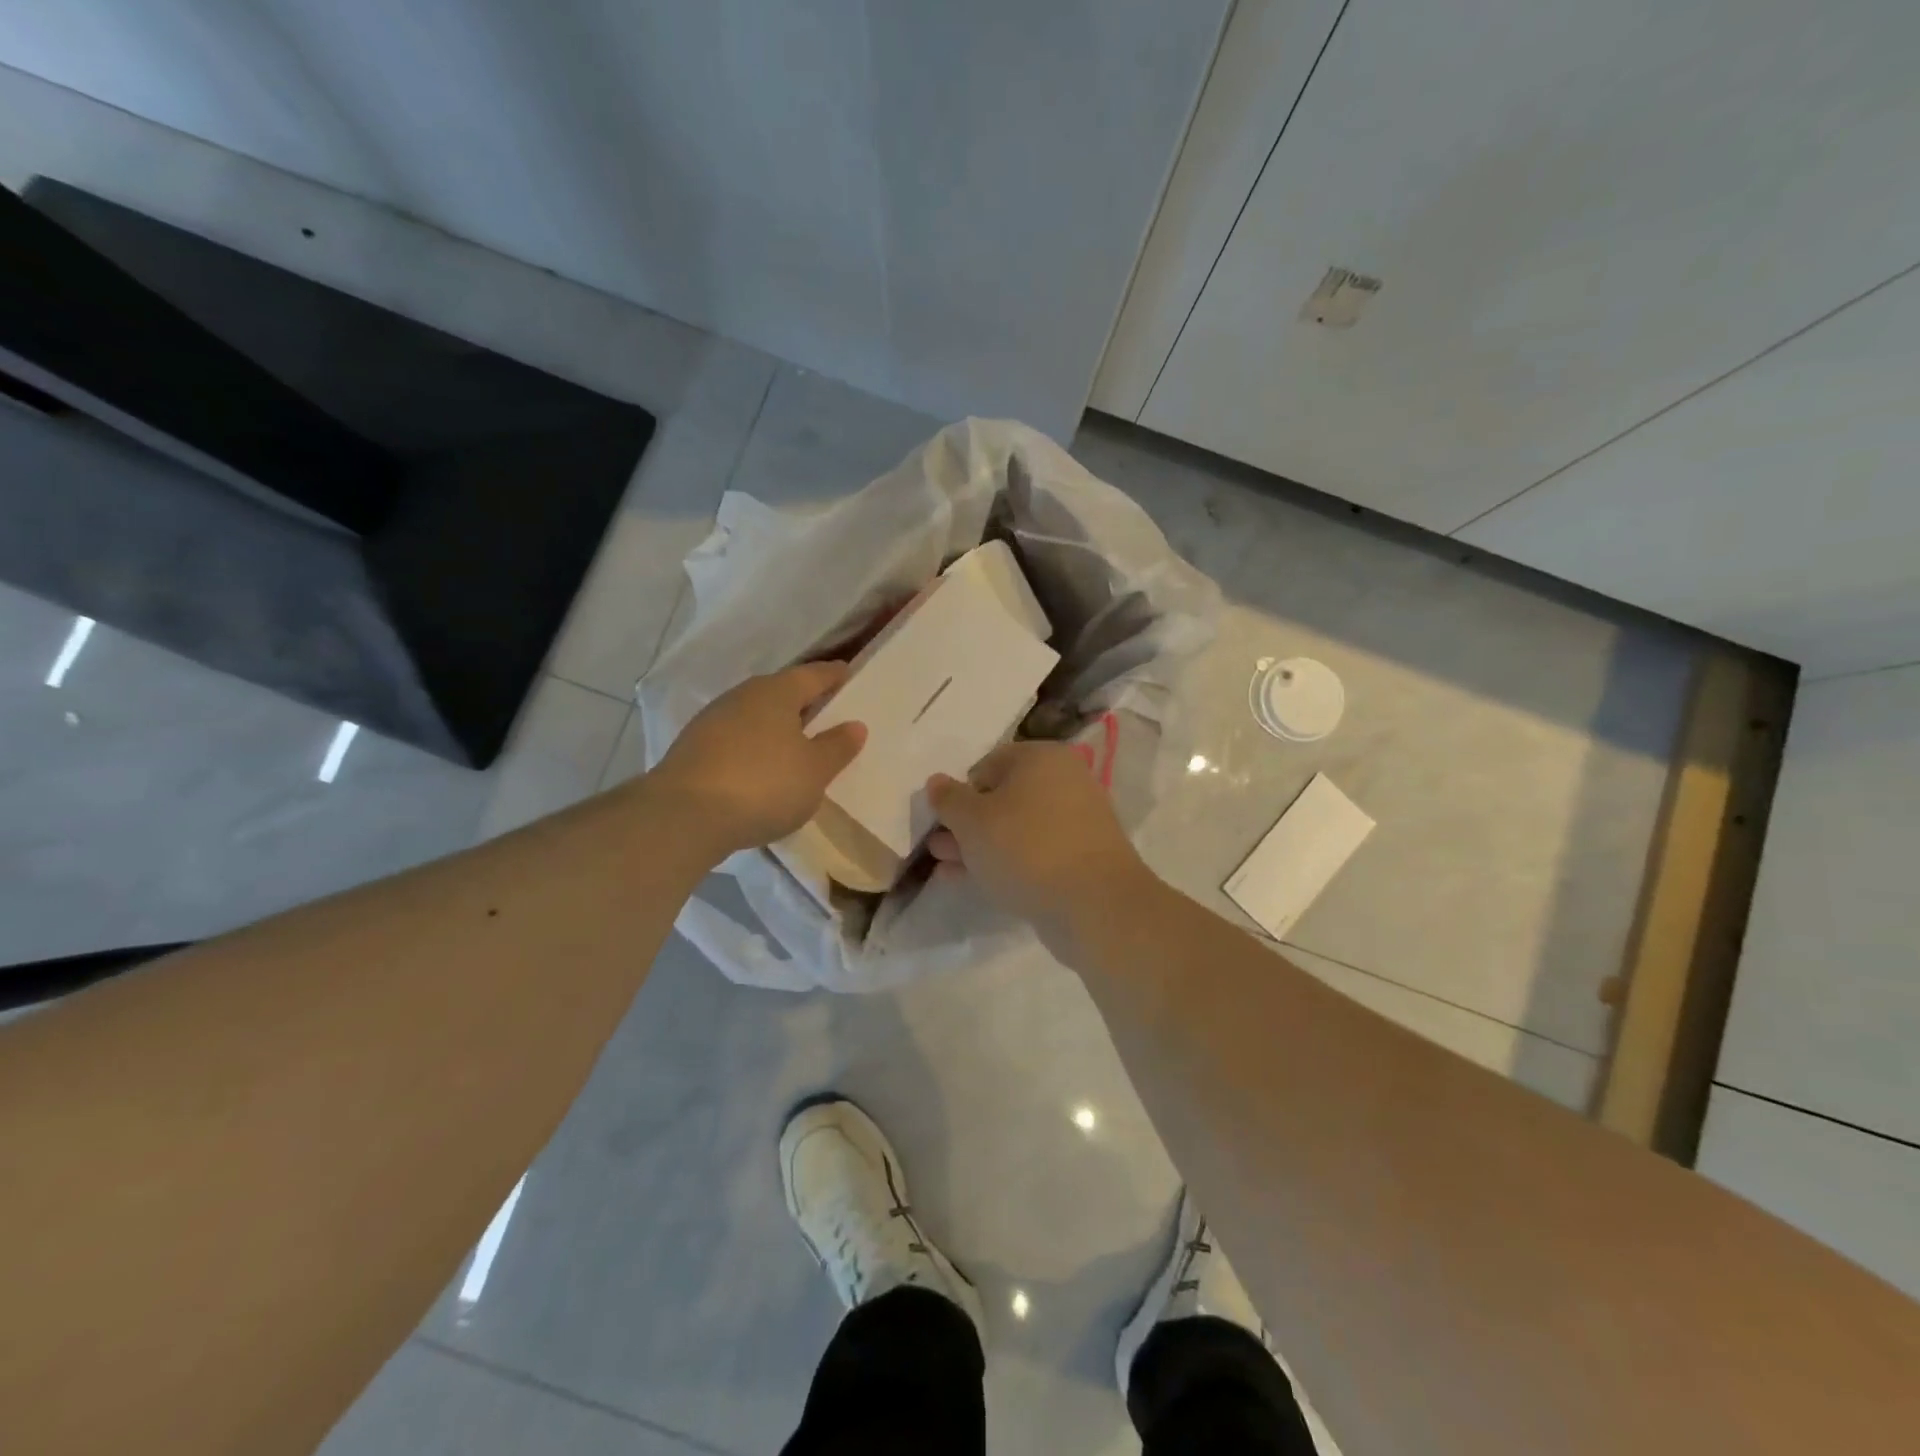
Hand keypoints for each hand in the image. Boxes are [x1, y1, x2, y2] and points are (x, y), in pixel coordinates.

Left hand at [652, 662, 865, 857]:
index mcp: (776, 692)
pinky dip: (754, 747)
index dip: (833, 676)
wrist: (684, 816)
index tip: (848, 675)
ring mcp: (712, 721)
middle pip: (781, 692)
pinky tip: (761, 768)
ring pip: (755, 716)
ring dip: (775, 727)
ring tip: (796, 745)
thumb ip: (836, 747)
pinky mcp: (693, 749)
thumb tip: (855, 725)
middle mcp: (742, 696)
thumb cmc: (763, 784)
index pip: (813, 675)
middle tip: (826, 713)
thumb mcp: (814, 770)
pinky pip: (736, 739)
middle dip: (803, 701)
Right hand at [926, 741, 1151, 939]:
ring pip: (1017, 828)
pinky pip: (1035, 851)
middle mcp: (1064, 781)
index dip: (960, 791)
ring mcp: (1077, 820)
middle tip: (938, 848)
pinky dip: (1007, 861)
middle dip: (967, 823)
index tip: (941, 820)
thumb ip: (949, 799)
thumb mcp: (973, 821)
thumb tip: (937, 782)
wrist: (1094, 904)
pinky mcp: (1082, 857)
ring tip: (947, 868)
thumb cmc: (1026, 847)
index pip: (989, 764)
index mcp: (1042, 758)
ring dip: (981, 845)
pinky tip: (979, 882)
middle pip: (1003, 797)